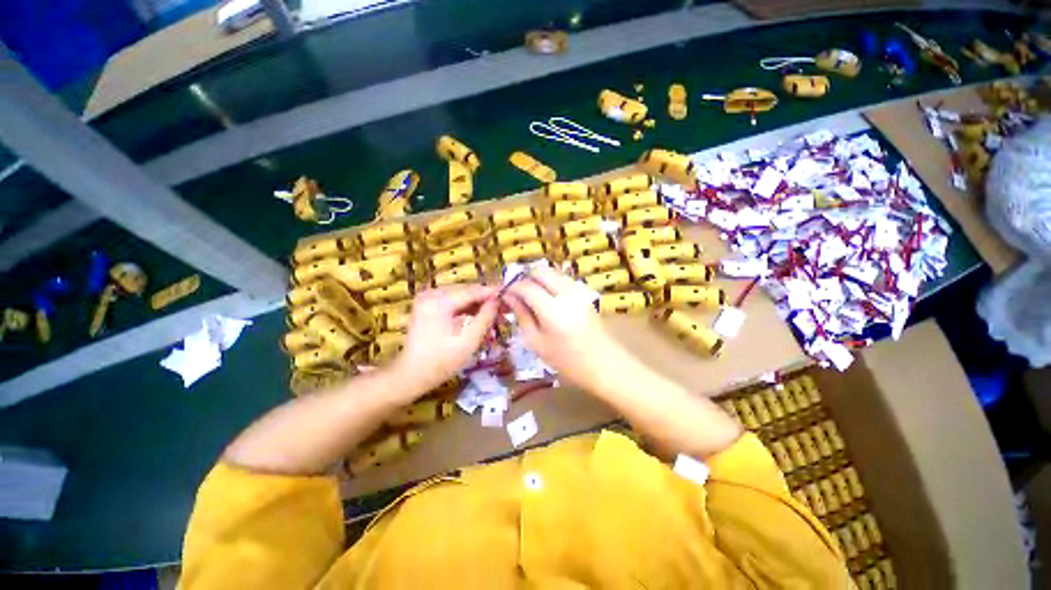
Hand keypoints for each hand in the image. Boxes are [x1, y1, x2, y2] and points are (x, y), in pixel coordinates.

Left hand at [392, 284, 498, 395]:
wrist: (411, 375)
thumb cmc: (441, 361)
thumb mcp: (468, 341)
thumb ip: (485, 317)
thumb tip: (497, 301)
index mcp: (439, 301)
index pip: (472, 290)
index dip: (491, 292)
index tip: (509, 294)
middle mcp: (431, 294)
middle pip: (466, 291)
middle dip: (486, 299)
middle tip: (504, 308)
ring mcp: (427, 299)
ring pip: (461, 296)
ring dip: (477, 304)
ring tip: (495, 314)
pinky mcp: (427, 306)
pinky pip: (453, 302)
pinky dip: (466, 309)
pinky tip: (479, 317)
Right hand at [502, 266, 629, 390]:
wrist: (602, 364)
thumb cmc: (566, 360)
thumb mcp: (536, 342)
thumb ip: (522, 316)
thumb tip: (509, 297)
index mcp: (553, 310)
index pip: (526, 287)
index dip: (512, 287)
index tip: (504, 293)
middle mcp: (567, 294)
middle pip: (540, 272)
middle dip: (524, 278)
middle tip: (516, 292)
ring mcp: (579, 291)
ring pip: (552, 272)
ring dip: (537, 278)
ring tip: (529, 294)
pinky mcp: (585, 292)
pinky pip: (562, 278)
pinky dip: (550, 281)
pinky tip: (545, 296)